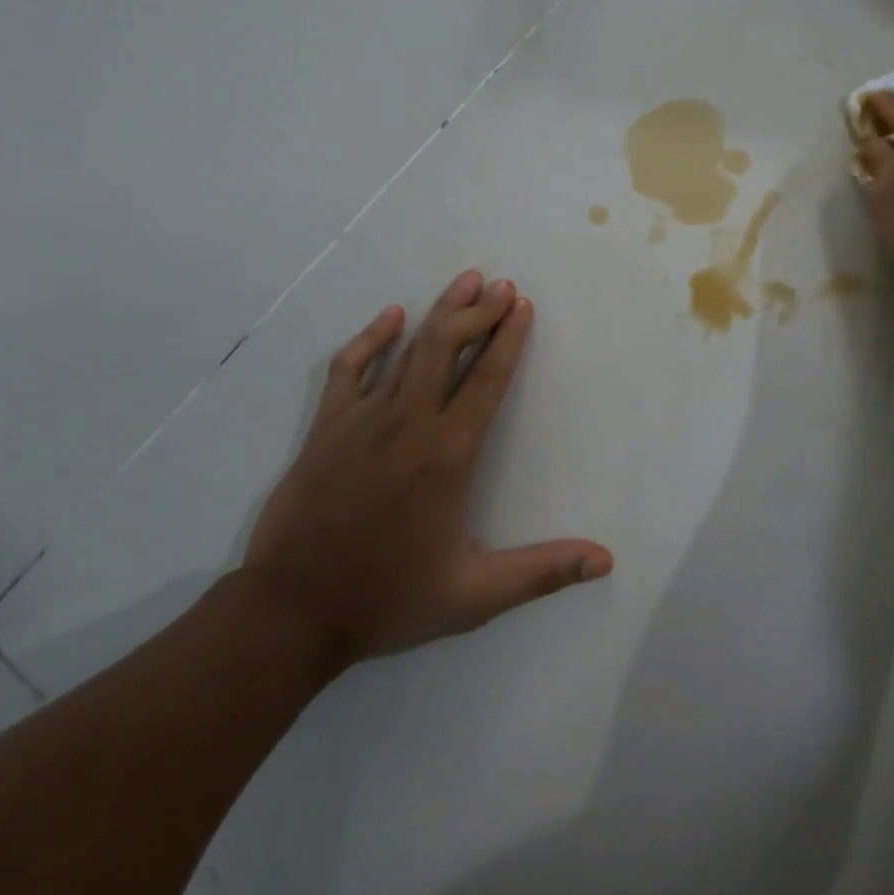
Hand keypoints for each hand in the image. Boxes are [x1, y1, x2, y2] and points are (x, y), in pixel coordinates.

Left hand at [239, 271, 612, 680]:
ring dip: (441, 312)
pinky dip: (372, 338)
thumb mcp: (473, 596)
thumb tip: (605, 560)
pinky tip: (391, 316)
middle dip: (479, 311)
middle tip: (502, 285)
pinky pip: (350, 368)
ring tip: (466, 281)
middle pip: (448, 348)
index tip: (523, 306)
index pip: (487, 380)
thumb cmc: (387, 599)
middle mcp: (408, 423)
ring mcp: (362, 419)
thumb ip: (542, 572)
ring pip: (409, 349)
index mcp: (447, 454)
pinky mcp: (327, 427)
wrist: (288, 613)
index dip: (509, 338)